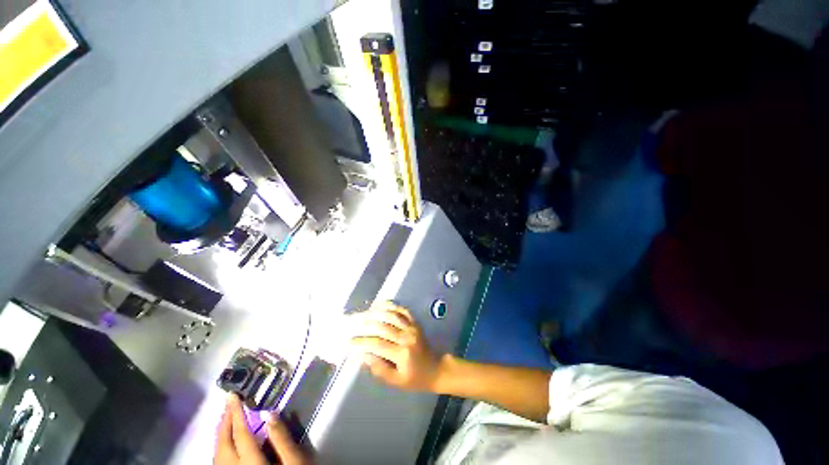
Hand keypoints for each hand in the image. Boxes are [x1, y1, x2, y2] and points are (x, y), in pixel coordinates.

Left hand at [215, 394, 310, 464]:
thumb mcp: (295, 462)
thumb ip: (282, 438)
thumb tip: (271, 412)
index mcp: (252, 464)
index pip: (240, 433)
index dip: (235, 413)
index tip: (232, 396)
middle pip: (223, 445)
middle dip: (224, 422)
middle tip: (228, 403)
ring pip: (218, 455)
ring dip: (221, 434)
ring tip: (227, 417)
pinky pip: (221, 462)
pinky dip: (222, 447)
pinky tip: (227, 441)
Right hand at [350, 302, 443, 391]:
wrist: (436, 369)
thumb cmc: (415, 378)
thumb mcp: (397, 381)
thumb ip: (380, 369)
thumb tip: (363, 356)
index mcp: (402, 354)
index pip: (377, 344)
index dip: (362, 342)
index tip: (349, 341)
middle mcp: (407, 337)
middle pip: (383, 327)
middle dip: (366, 324)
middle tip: (353, 323)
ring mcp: (412, 327)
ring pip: (392, 315)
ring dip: (377, 312)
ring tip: (364, 313)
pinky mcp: (415, 322)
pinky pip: (403, 310)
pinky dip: (392, 305)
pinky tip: (381, 304)